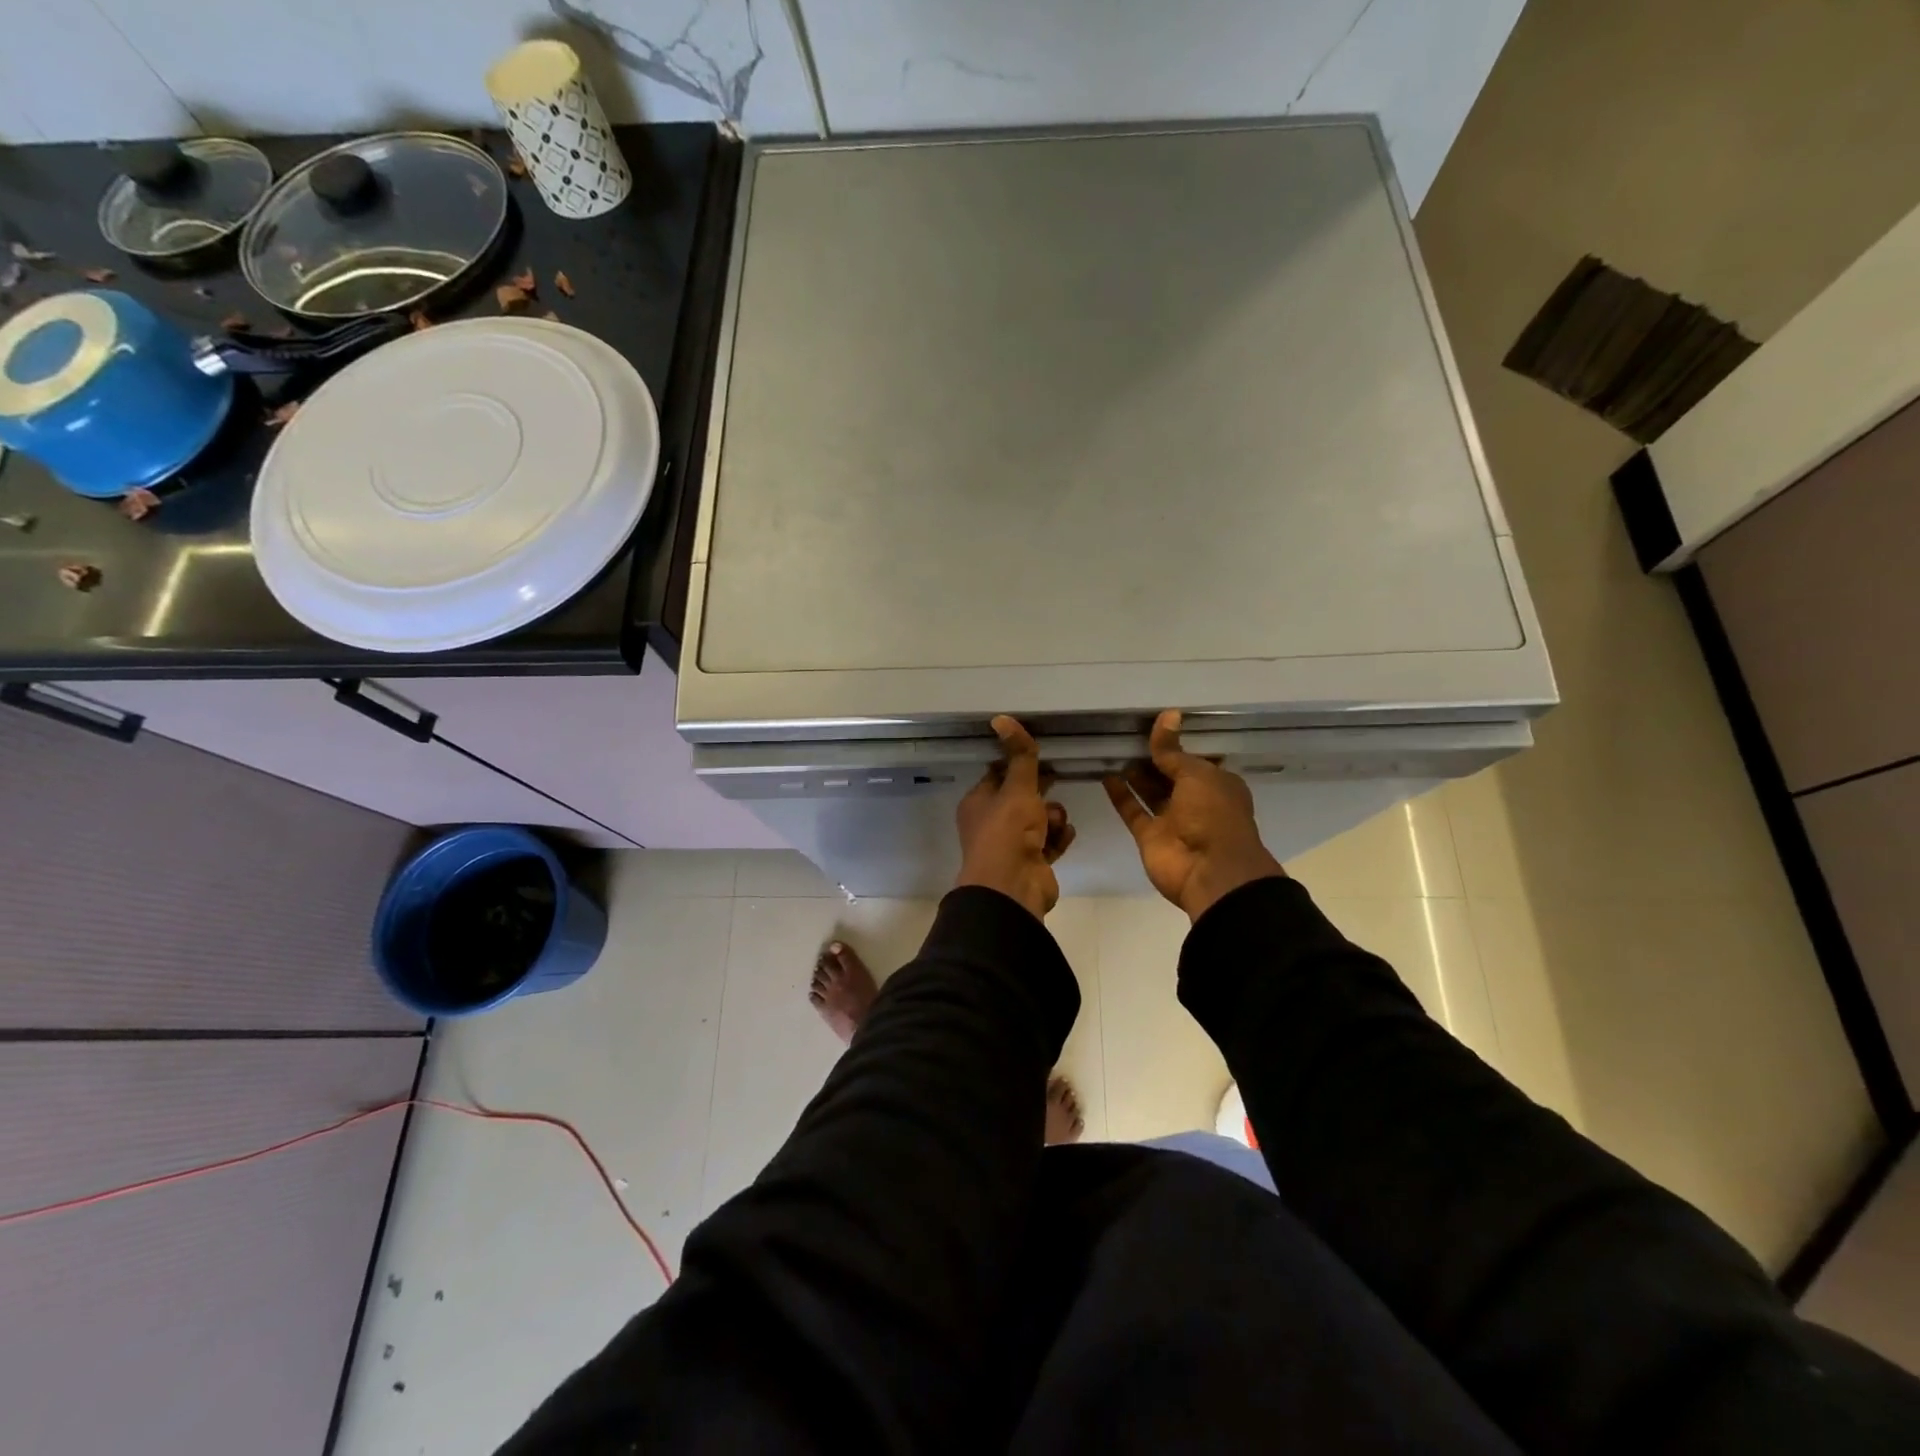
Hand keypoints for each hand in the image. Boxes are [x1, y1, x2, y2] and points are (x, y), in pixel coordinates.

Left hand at [955, 715, 1075, 918]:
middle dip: (1042, 793)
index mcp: (978, 803)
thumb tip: (1001, 718)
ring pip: (1039, 821)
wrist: (1014, 887)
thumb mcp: (1017, 788)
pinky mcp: (1032, 863)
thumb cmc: (1008, 831)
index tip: (1041, 756)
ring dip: (1053, 817)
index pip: (998, 775)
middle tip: (1056, 784)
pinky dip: (1059, 838)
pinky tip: (1066, 834)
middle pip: (1021, 798)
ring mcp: (1012, 846)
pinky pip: (1050, 843)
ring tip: (1057, 822)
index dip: (1019, 765)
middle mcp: (991, 824)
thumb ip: (1019, 756)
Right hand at [1104, 709, 1285, 920]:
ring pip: (1150, 792)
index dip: (1177, 745)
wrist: (1210, 871)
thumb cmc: (1213, 814)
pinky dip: (1120, 795)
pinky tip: (1106, 775)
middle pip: (1170, 776)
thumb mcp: (1196, 774)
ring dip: (1135, 775)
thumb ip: (1173, 750)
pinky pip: (1133, 811)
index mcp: (1217, 785)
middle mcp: (1196, 801)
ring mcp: (1172, 820)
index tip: (1155, 726)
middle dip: (1153, 759)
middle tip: (1127, 735)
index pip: (1195, 760)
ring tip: (1114, 750)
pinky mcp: (1150, 836)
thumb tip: (1167, 714)